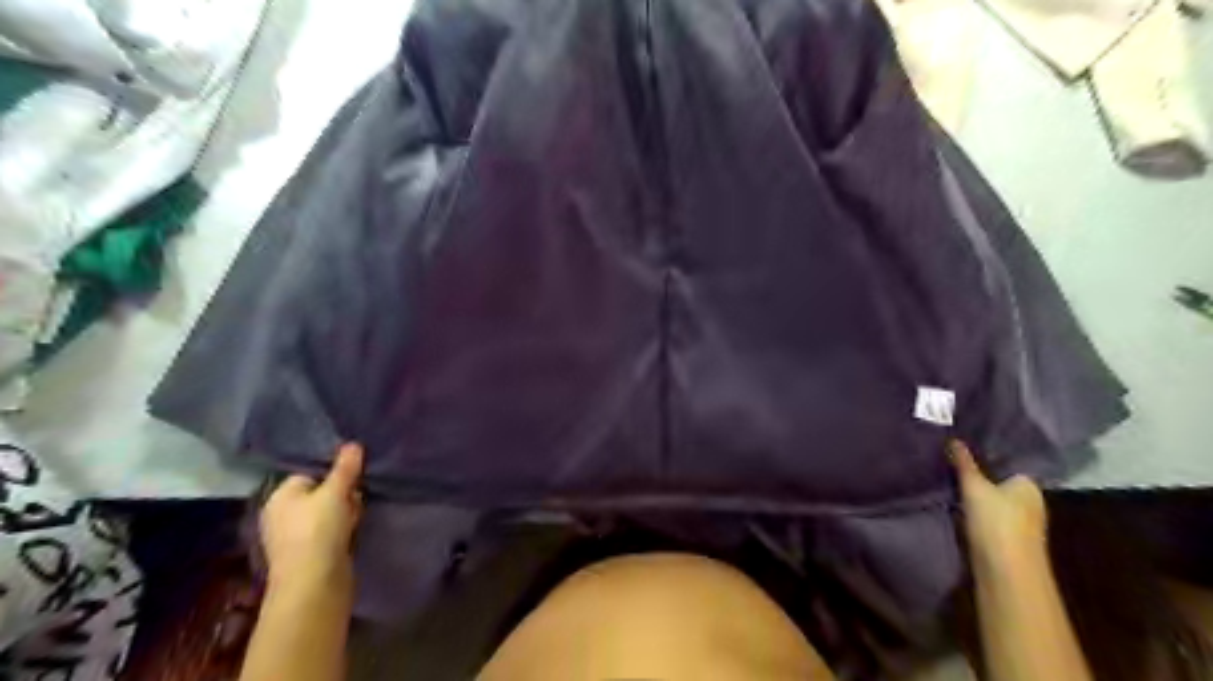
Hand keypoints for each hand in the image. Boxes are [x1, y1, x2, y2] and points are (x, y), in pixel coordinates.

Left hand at [261, 443, 364, 591]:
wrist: (313, 583)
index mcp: (280, 496)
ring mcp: (294, 535)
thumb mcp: (335, 492)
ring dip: (346, 510)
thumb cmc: (318, 530)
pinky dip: (343, 527)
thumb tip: (353, 444)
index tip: (353, 476)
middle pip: (320, 492)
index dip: (333, 473)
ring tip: (357, 514)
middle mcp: (282, 514)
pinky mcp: (309, 552)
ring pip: (328, 512)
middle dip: (342, 492)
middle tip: (357, 496)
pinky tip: (354, 529)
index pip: (309, 473)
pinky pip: (330, 530)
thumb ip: (345, 467)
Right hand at [952, 438, 1048, 571]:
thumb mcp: (975, 487)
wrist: (1006, 571)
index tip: (962, 442)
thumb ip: (964, 463)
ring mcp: (1017, 521)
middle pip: (998, 480)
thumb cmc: (997, 522)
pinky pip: (985, 513)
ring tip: (945, 476)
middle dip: (977, 472)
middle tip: (948, 457)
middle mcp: (1028, 500)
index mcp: (1028, 485)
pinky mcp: (1003, 537)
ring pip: (991, 498)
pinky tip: (953, 502)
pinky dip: (972, 508)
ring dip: (973, 492)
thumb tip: (954, 439)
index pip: (1007, 461)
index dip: (986, 452)